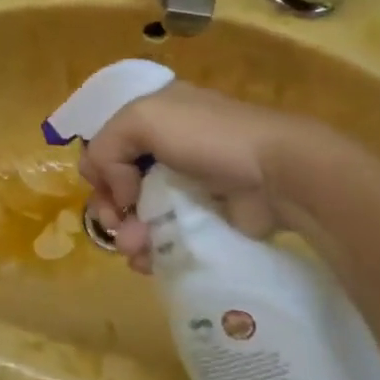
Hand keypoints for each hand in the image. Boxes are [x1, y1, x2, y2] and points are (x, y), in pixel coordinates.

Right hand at [78, 82, 328, 273]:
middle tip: (118, 225)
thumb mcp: (143, 119)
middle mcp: (165, 149)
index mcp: (152, 118)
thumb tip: (120, 194)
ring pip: (137, 215)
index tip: (115, 190)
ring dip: (127, 234)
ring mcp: (185, 186)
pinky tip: (147, 261)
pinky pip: (163, 237)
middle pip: (117, 184)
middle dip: (110, 208)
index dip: (101, 170)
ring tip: (135, 250)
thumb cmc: (208, 137)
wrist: (278, 173)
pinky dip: (149, 250)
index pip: (106, 147)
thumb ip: (107, 147)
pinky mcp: (202, 219)